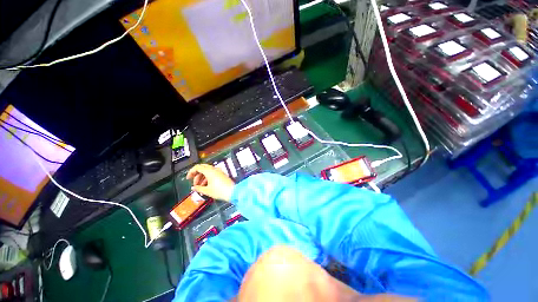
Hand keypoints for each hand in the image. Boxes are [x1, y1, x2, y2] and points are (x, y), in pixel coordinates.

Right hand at [186, 164, 234, 201]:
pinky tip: (206, 186)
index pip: (197, 167)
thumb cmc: (220, 191)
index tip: (188, 178)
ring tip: (200, 186)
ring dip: (202, 177)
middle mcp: (214, 169)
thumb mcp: (207, 190)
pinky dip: (208, 178)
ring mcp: (219, 171)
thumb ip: (198, 188)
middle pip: (202, 168)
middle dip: (197, 175)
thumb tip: (193, 187)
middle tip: (194, 183)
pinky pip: (212, 174)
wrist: (233, 192)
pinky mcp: (222, 175)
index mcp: (209, 171)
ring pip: (207, 171)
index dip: (191, 172)